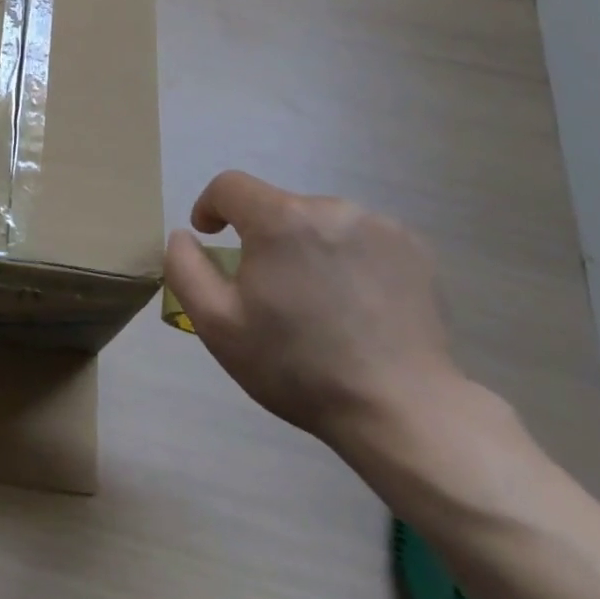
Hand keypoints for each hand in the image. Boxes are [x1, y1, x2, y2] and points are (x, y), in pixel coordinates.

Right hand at [163, 171, 464, 448]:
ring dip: (305, 246)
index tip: (210, 236)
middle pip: (276, 207)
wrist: (403, 412)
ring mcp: (379, 225)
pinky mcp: (414, 248)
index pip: (229, 186)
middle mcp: (331, 208)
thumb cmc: (298, 366)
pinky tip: (354, 303)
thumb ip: (185, 268)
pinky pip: (359, 237)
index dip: (210, 207)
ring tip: (315, 299)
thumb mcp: (217, 325)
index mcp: (280, 219)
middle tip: (268, 289)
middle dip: (262, 237)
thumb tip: (185, 235)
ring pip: (318, 222)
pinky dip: (345, 257)